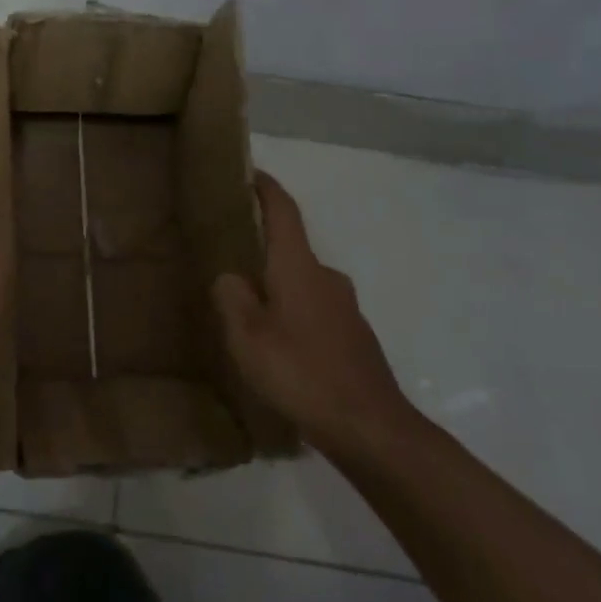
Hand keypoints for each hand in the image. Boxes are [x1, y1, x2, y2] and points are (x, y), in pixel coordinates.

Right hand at [213, 172, 416, 458]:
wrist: (371, 428)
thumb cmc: (301, 373)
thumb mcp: (247, 337)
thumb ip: (232, 298)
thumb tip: (230, 277)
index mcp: (299, 268)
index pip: (284, 211)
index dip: (267, 188)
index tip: (250, 172)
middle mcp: (327, 278)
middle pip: (292, 249)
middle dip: (263, 249)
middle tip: (229, 259)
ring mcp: (345, 309)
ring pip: (303, 284)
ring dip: (278, 288)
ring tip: (249, 312)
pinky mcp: (354, 338)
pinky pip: (315, 312)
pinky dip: (294, 316)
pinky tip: (279, 348)